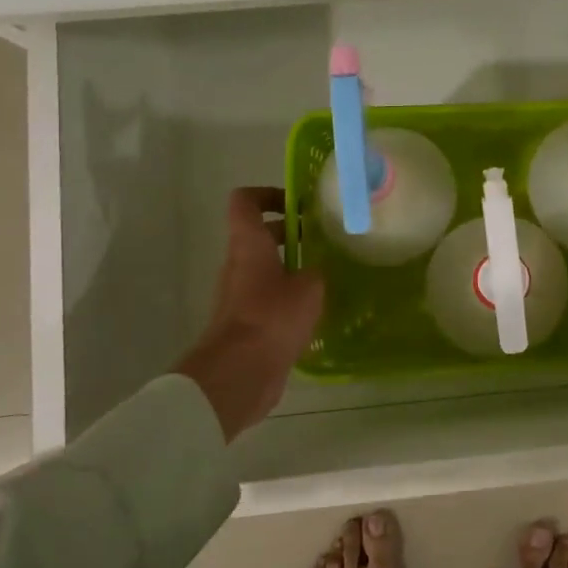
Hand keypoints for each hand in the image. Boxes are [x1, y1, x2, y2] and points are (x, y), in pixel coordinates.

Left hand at [177, 187, 324, 441]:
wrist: (239, 374)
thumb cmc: (272, 318)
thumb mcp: (309, 287)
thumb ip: (317, 269)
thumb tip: (320, 266)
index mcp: (249, 244)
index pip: (245, 201)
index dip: (269, 194)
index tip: (299, 205)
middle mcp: (239, 264)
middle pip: (259, 235)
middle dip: (292, 234)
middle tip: (325, 241)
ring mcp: (239, 294)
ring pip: (266, 267)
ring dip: (292, 267)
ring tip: (328, 275)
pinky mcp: (246, 322)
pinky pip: (268, 297)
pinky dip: (289, 296)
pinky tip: (317, 309)